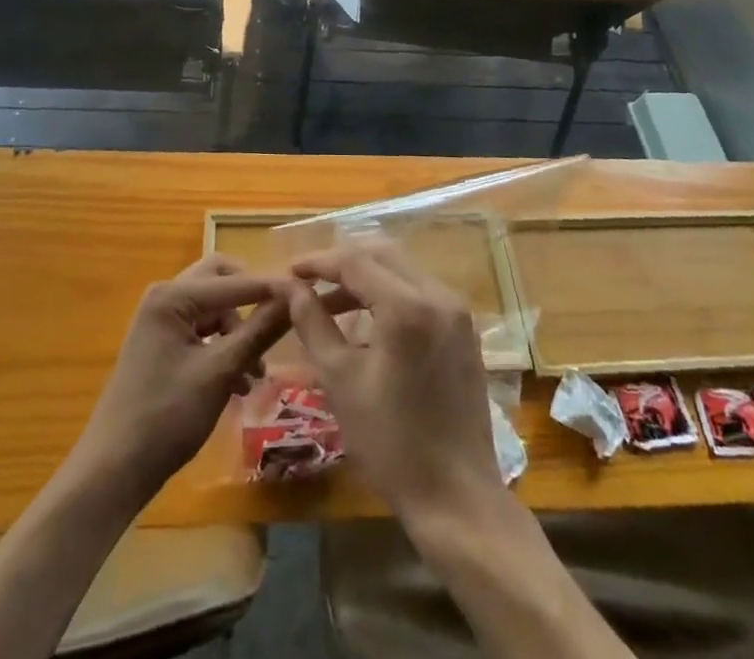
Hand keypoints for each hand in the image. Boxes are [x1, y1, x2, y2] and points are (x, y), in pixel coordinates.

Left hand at [71, 256, 291, 508]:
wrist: (112, 471)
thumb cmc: (166, 417)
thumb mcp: (220, 372)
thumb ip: (259, 331)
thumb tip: (295, 298)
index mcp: (172, 296)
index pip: (235, 281)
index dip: (272, 288)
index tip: (307, 296)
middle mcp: (165, 297)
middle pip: (222, 282)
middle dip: (251, 302)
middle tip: (277, 325)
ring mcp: (161, 321)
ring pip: (215, 309)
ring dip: (239, 332)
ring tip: (256, 375)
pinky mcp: (163, 344)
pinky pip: (203, 331)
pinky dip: (224, 348)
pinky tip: (239, 383)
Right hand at [287, 240, 504, 525]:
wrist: (456, 497)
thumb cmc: (391, 442)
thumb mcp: (341, 380)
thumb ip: (313, 323)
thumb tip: (290, 287)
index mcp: (407, 306)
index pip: (354, 261)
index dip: (318, 261)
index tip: (289, 272)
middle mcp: (438, 295)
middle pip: (382, 255)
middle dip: (342, 264)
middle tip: (307, 283)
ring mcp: (457, 311)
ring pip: (402, 271)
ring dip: (366, 278)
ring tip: (329, 304)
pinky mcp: (464, 330)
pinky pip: (421, 292)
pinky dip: (390, 294)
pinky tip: (367, 321)